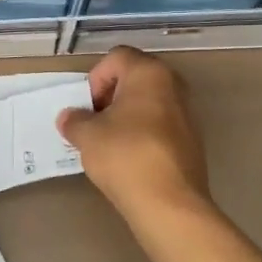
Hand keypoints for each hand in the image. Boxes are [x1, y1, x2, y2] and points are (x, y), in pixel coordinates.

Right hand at [58, 46, 209, 221]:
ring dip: (127, 117)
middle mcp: (173, 85)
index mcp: (149, 73)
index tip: (89, 107)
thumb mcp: (87, 135)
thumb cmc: (125, 155)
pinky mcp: (192, 141)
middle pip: (134, 78)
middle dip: (111, 97)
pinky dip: (143, 134)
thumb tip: (69, 118)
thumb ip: (74, 120)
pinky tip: (130, 159)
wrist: (169, 204)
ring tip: (110, 144)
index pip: (116, 58)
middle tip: (95, 123)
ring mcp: (187, 114)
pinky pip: (160, 126)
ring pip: (148, 103)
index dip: (96, 79)